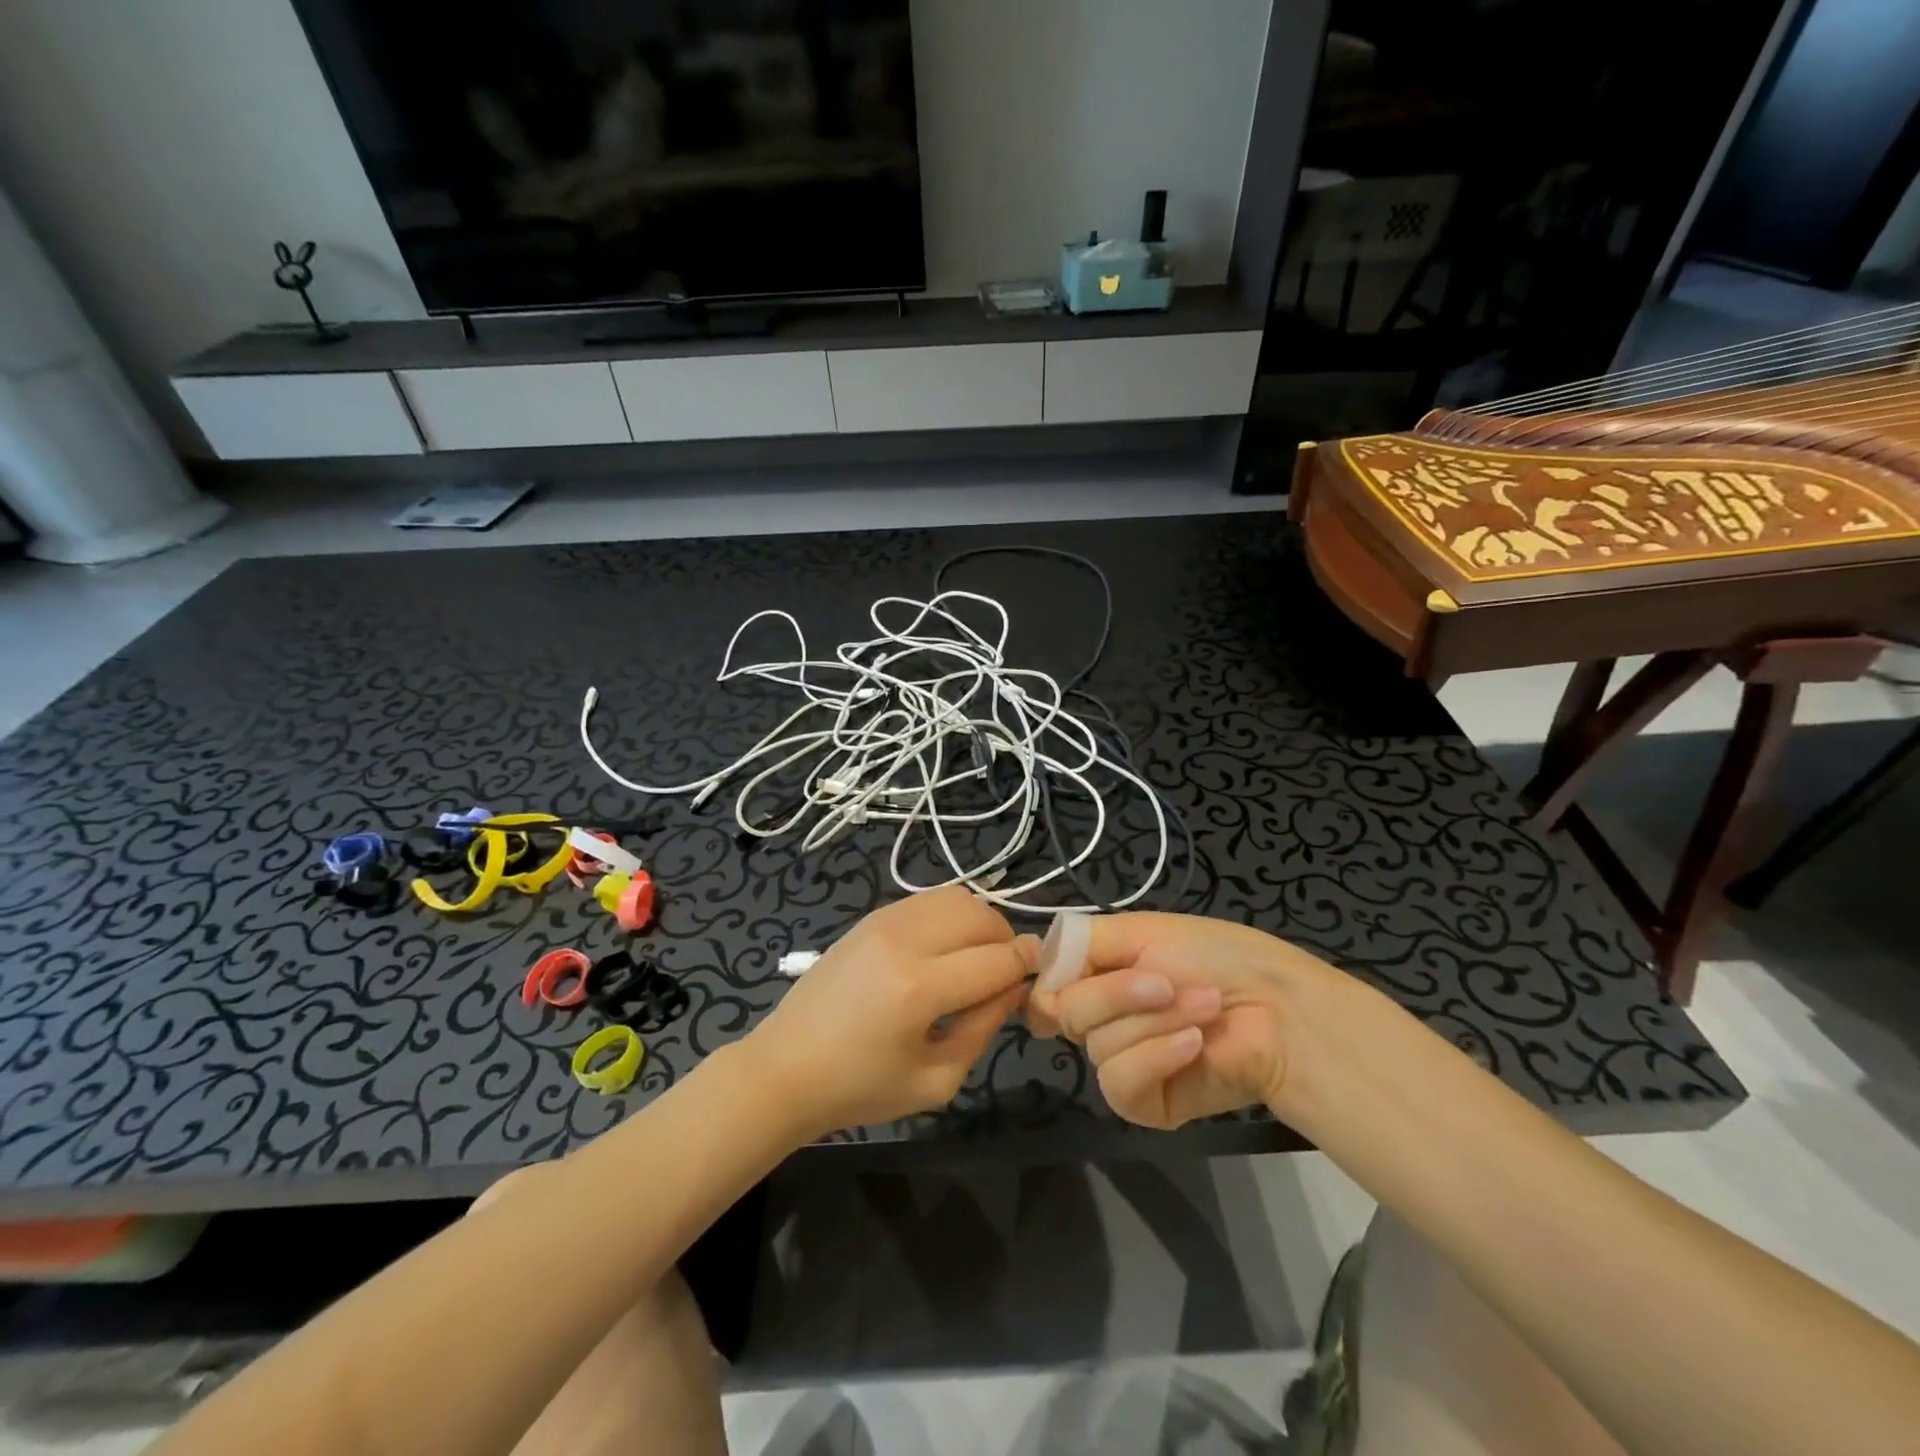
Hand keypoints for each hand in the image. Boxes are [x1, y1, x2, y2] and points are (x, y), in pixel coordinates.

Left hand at [743, 885, 1029, 1138]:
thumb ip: (983, 1029)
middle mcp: (904, 941)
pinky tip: (945, 947)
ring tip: (977, 957)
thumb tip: (1013, 989)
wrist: (785, 1067)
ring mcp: (884, 921)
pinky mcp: (871, 916)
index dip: (1027, 966)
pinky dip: (951, 915)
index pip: (997, 961)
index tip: (1041, 974)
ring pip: (957, 897)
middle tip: (1006, 972)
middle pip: (981, 916)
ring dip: (980, 922)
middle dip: (1007, 940)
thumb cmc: (860, 1088)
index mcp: (919, 989)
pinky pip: (928, 900)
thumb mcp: (936, 1079)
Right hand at [1029, 913, 1353, 1129]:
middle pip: (1068, 1012)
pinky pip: (1121, 1081)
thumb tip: (1037, 968)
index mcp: (1100, 977)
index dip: (1052, 983)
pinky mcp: (1145, 1102)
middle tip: (1169, 982)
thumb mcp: (1142, 930)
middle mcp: (1104, 1019)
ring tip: (1203, 1009)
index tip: (1071, 974)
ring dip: (1155, 1021)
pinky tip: (1193, 1045)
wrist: (1279, 1009)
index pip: (1047, 988)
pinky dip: (1156, 1056)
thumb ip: (1082, 944)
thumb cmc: (1215, 957)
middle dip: (1120, 993)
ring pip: (1098, 1044)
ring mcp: (1123, 1061)